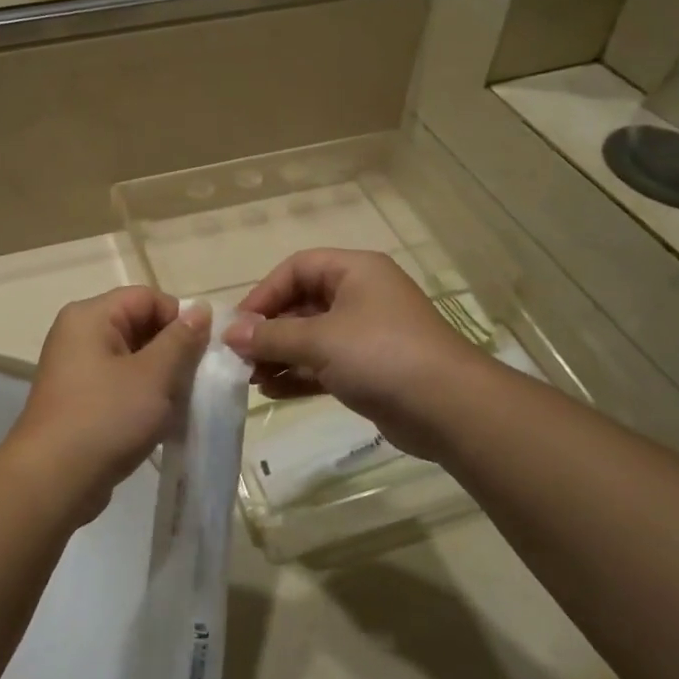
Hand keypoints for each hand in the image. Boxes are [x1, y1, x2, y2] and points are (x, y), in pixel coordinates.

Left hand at [8, 288, 209, 518]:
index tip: (202, 353)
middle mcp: (79, 334)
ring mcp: (77, 369)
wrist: (53, 481)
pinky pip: (121, 385)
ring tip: (179, 406)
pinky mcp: (80, 400)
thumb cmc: (106, 418)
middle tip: (194, 382)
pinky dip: (143, 398)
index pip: (147, 297)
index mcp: (91, 316)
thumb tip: (202, 310)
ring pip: (134, 359)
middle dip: (173, 352)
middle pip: (140, 325)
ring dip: (161, 378)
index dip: (179, 319)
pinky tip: (160, 423)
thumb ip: (182, 340)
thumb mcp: (154, 376)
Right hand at [224, 249, 477, 458]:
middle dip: (269, 330)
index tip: (238, 325)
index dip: (264, 293)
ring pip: (311, 337)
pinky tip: (272, 390)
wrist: (450, 409)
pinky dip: (298, 374)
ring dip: (279, 355)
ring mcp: (366, 334)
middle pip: (301, 303)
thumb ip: (271, 336)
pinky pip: (324, 365)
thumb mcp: (320, 340)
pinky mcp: (370, 370)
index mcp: (355, 271)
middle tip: (239, 356)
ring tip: (249, 378)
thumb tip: (229, 334)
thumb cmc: (381, 355)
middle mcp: (361, 296)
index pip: (296, 268)